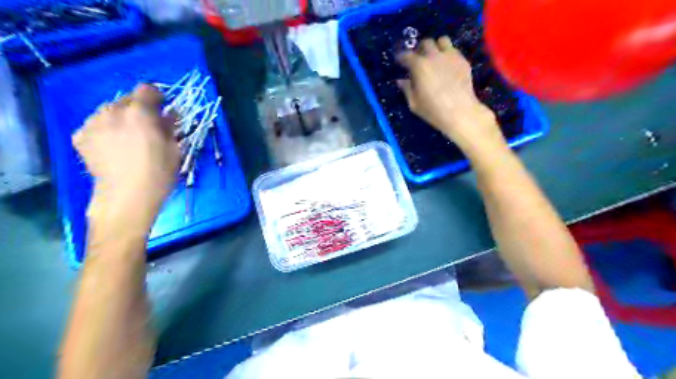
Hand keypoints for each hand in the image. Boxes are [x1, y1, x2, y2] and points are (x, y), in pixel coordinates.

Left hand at [73, 84, 179, 231]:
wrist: (127, 195)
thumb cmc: (159, 172)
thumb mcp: (174, 148)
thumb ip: (169, 126)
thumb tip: (168, 115)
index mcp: (140, 112)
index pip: (147, 89)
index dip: (157, 97)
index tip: (162, 109)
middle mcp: (113, 111)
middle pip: (127, 98)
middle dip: (138, 108)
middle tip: (146, 127)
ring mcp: (93, 123)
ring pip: (109, 110)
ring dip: (120, 118)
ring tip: (127, 137)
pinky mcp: (80, 136)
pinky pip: (95, 125)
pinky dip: (105, 130)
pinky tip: (112, 146)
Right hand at [397, 36, 504, 151]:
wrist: (460, 112)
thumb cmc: (433, 110)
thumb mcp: (414, 103)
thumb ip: (406, 89)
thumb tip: (401, 80)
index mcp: (419, 66)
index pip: (406, 55)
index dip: (401, 57)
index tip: (400, 62)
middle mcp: (434, 56)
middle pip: (426, 42)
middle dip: (420, 49)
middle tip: (419, 58)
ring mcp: (450, 56)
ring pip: (442, 40)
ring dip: (436, 47)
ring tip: (435, 57)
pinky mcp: (463, 60)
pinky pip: (454, 50)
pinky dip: (448, 54)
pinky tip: (447, 66)